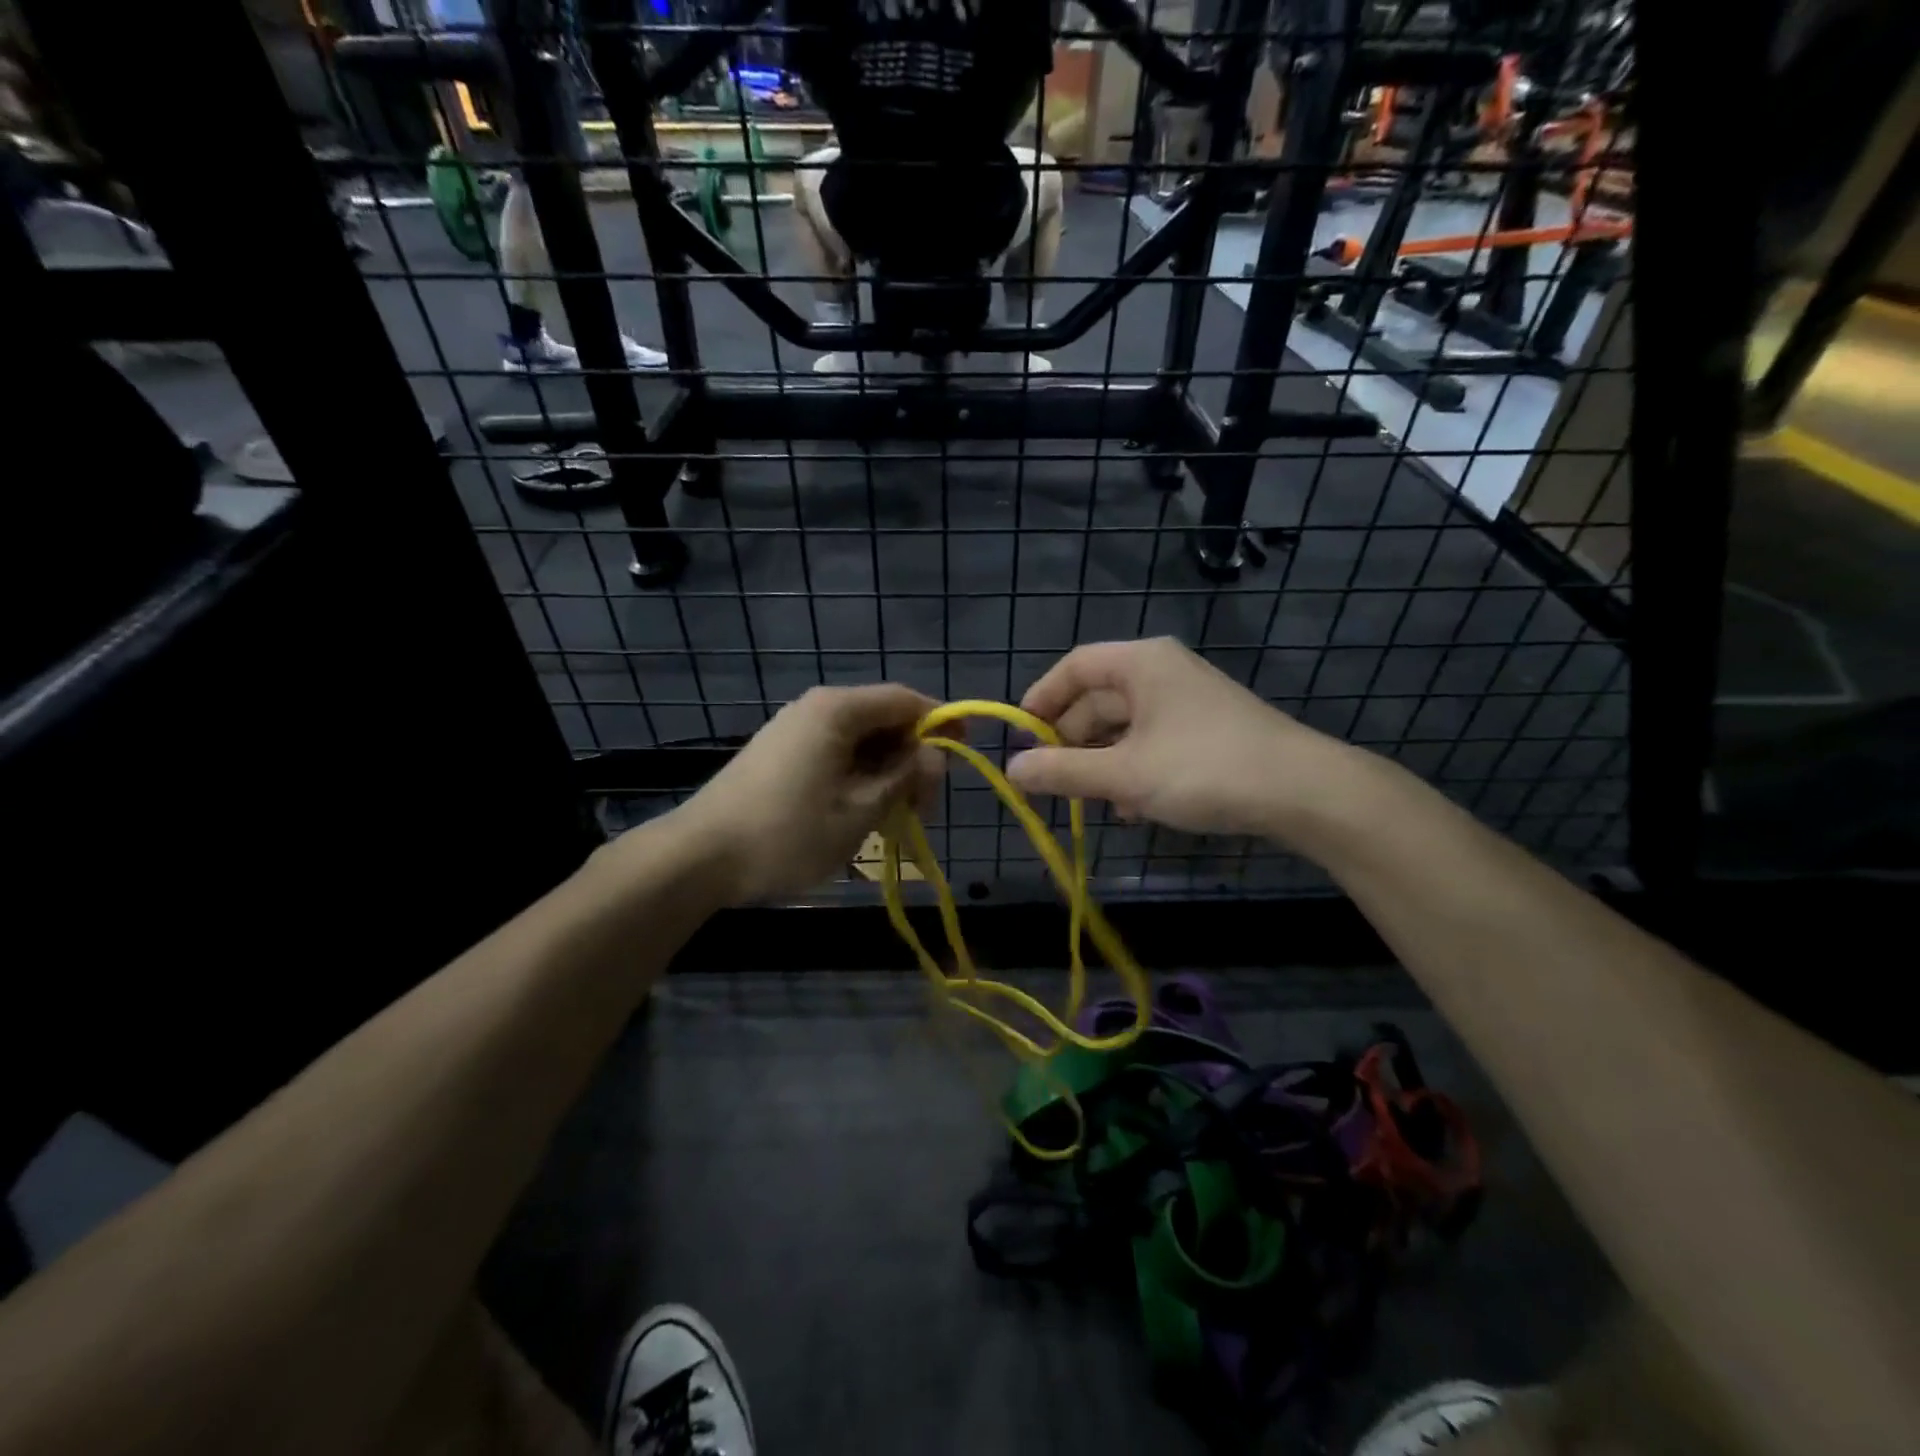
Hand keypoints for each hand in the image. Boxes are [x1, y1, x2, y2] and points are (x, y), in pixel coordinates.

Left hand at [675, 684, 943, 903]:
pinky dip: (858, 778)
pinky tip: (860, 813)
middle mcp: (816, 708)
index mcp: (838, 710)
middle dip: (912, 759)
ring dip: (886, 773)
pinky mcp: (780, 753)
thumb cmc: (787, 834)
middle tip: (923, 809)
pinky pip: (835, 754)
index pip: (906, 700)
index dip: (942, 722)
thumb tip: (936, 754)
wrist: (699, 857)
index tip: (965, 753)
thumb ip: (905, 777)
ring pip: (860, 741)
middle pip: (884, 720)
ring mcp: (794, 730)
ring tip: (894, 820)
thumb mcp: (860, 811)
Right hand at [1005, 638, 1351, 837]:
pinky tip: (1129, 808)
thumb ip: (1063, 772)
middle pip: (1097, 699)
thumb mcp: (1124, 774)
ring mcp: (1186, 702)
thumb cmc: (1203, 769)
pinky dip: (1132, 770)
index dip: (1041, 700)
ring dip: (1100, 763)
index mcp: (1141, 664)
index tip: (1020, 739)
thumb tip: (1012, 771)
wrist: (1302, 791)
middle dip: (1070, 742)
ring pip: (1123, 727)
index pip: (1074, 667)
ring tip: (1089, 803)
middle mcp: (1162, 673)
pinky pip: (1151, 743)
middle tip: (1050, 783)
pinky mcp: (1205, 731)